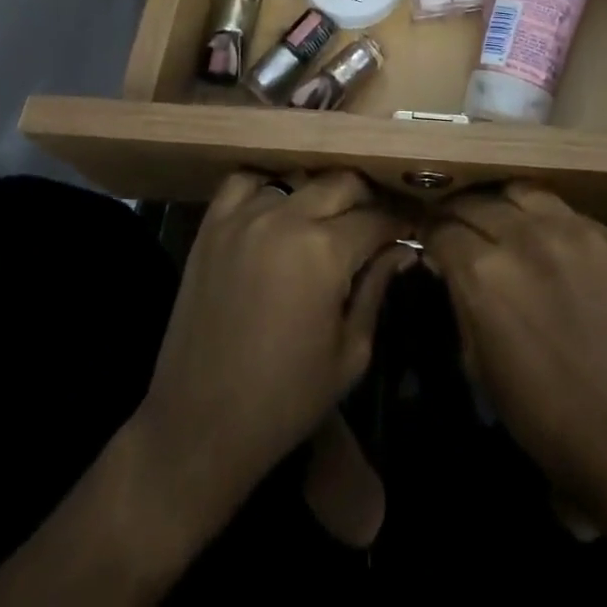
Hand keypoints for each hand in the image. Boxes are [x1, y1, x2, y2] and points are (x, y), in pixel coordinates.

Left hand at [133, 172, 413, 518]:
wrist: (198, 427)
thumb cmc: (284, 401)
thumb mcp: (350, 354)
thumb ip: (377, 289)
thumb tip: (404, 249)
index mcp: (325, 252)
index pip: (376, 219)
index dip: (398, 225)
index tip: (409, 231)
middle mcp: (286, 219)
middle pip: (342, 183)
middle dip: (366, 201)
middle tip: (374, 226)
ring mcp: (245, 217)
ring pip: (298, 179)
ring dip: (319, 196)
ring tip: (327, 221)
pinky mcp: (212, 226)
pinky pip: (245, 182)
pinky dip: (266, 188)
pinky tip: (276, 211)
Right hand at [425, 186, 606, 509]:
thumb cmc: (543, 416)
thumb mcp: (477, 363)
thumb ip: (460, 299)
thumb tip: (448, 263)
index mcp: (484, 273)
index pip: (442, 228)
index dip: (430, 234)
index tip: (431, 241)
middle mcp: (524, 237)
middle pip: (476, 202)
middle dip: (461, 216)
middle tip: (461, 231)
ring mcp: (571, 230)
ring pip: (520, 192)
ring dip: (504, 207)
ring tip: (504, 225)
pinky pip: (565, 211)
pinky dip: (547, 222)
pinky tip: (551, 246)